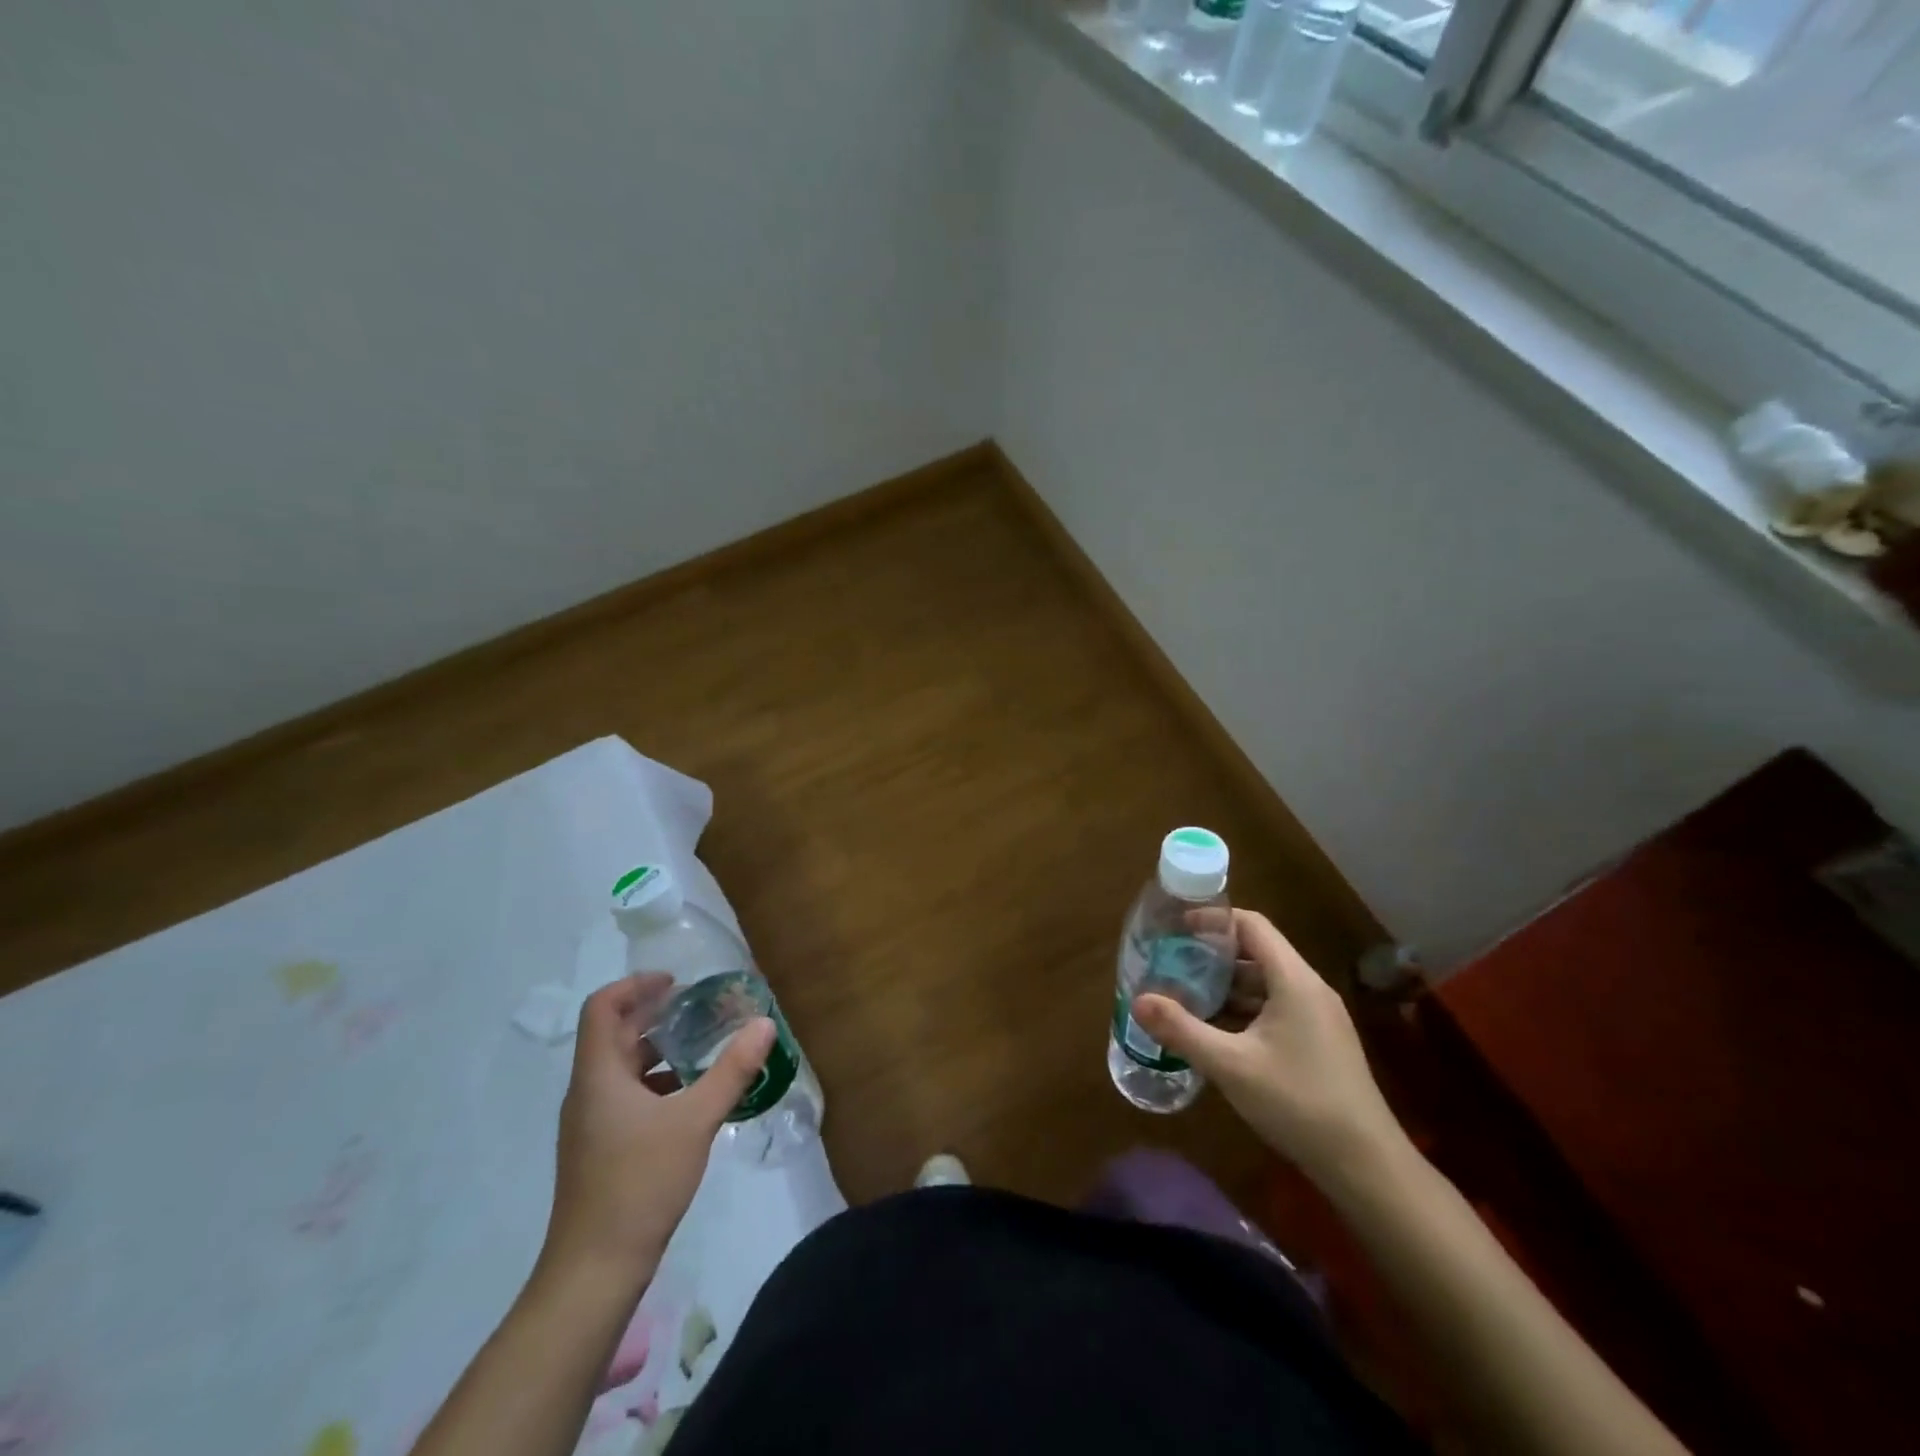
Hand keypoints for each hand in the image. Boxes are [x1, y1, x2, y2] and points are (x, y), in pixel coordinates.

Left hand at [543, 974, 774, 1287]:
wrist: (595, 1271)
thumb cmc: (639, 1183)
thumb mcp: (695, 1120)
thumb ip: (732, 1070)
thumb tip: (765, 1023)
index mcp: (598, 1076)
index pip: (602, 1008)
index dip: (635, 985)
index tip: (676, 982)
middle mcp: (588, 1093)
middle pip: (614, 1035)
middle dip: (655, 1015)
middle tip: (701, 1006)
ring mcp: (591, 1124)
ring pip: (622, 1068)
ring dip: (659, 1050)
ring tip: (703, 1047)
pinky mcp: (601, 1149)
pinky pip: (627, 1096)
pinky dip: (658, 1083)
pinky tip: (693, 1097)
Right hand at [1135, 910, 1406, 1191]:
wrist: (1367, 1166)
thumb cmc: (1298, 1103)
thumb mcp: (1230, 1066)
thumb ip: (1182, 1029)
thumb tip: (1137, 1000)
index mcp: (1294, 980)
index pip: (1252, 925)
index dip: (1214, 919)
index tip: (1177, 928)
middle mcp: (1310, 989)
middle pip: (1257, 951)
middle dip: (1214, 954)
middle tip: (1173, 962)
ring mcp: (1319, 1017)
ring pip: (1266, 982)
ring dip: (1228, 984)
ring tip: (1186, 993)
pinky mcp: (1321, 1042)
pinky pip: (1276, 1007)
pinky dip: (1245, 1008)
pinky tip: (1218, 1030)